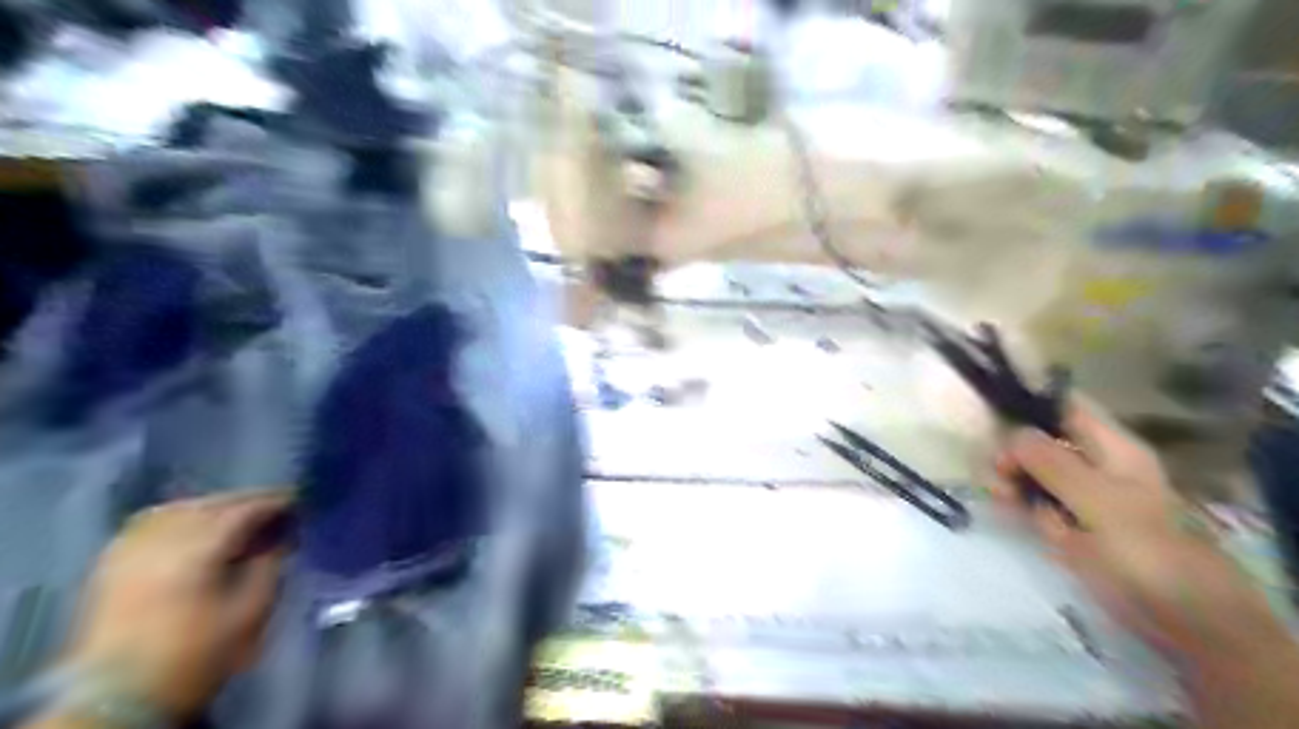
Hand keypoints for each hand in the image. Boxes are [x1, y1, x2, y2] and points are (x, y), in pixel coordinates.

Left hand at [62, 491, 292, 716]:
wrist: (119, 699)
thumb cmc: (197, 654)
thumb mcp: (251, 612)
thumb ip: (270, 565)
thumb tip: (283, 537)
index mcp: (198, 550)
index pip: (244, 510)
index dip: (275, 501)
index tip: (300, 500)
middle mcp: (161, 541)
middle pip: (210, 504)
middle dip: (246, 501)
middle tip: (276, 505)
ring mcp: (130, 551)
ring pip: (178, 509)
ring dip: (213, 506)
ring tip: (237, 515)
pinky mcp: (110, 566)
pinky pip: (148, 524)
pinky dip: (177, 517)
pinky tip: (192, 527)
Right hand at [997, 399, 1282, 659]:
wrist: (1180, 619)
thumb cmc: (1144, 550)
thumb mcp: (1097, 501)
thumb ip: (1052, 463)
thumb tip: (1011, 431)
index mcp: (1111, 449)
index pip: (1065, 408)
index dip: (1030, 405)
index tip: (991, 415)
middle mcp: (1093, 466)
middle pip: (1040, 442)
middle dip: (1012, 452)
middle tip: (994, 471)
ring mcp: (1079, 497)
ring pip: (1030, 474)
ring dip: (1009, 479)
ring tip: (997, 495)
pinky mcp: (1067, 526)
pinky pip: (1032, 503)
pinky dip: (1016, 503)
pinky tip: (1004, 508)